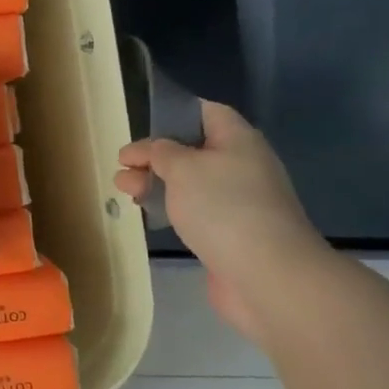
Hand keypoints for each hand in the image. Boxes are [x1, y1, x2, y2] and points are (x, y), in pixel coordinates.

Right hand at [115, 101, 326, 339]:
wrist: (266, 275)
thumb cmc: (223, 208)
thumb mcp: (183, 168)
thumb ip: (159, 152)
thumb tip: (148, 150)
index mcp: (238, 141)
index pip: (207, 113)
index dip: (174, 114)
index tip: (142, 127)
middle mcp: (242, 166)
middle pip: (193, 150)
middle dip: (155, 156)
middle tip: (122, 167)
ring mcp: (238, 202)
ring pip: (191, 183)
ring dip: (157, 183)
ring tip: (125, 191)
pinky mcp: (230, 233)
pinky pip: (196, 211)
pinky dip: (170, 208)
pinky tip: (149, 213)